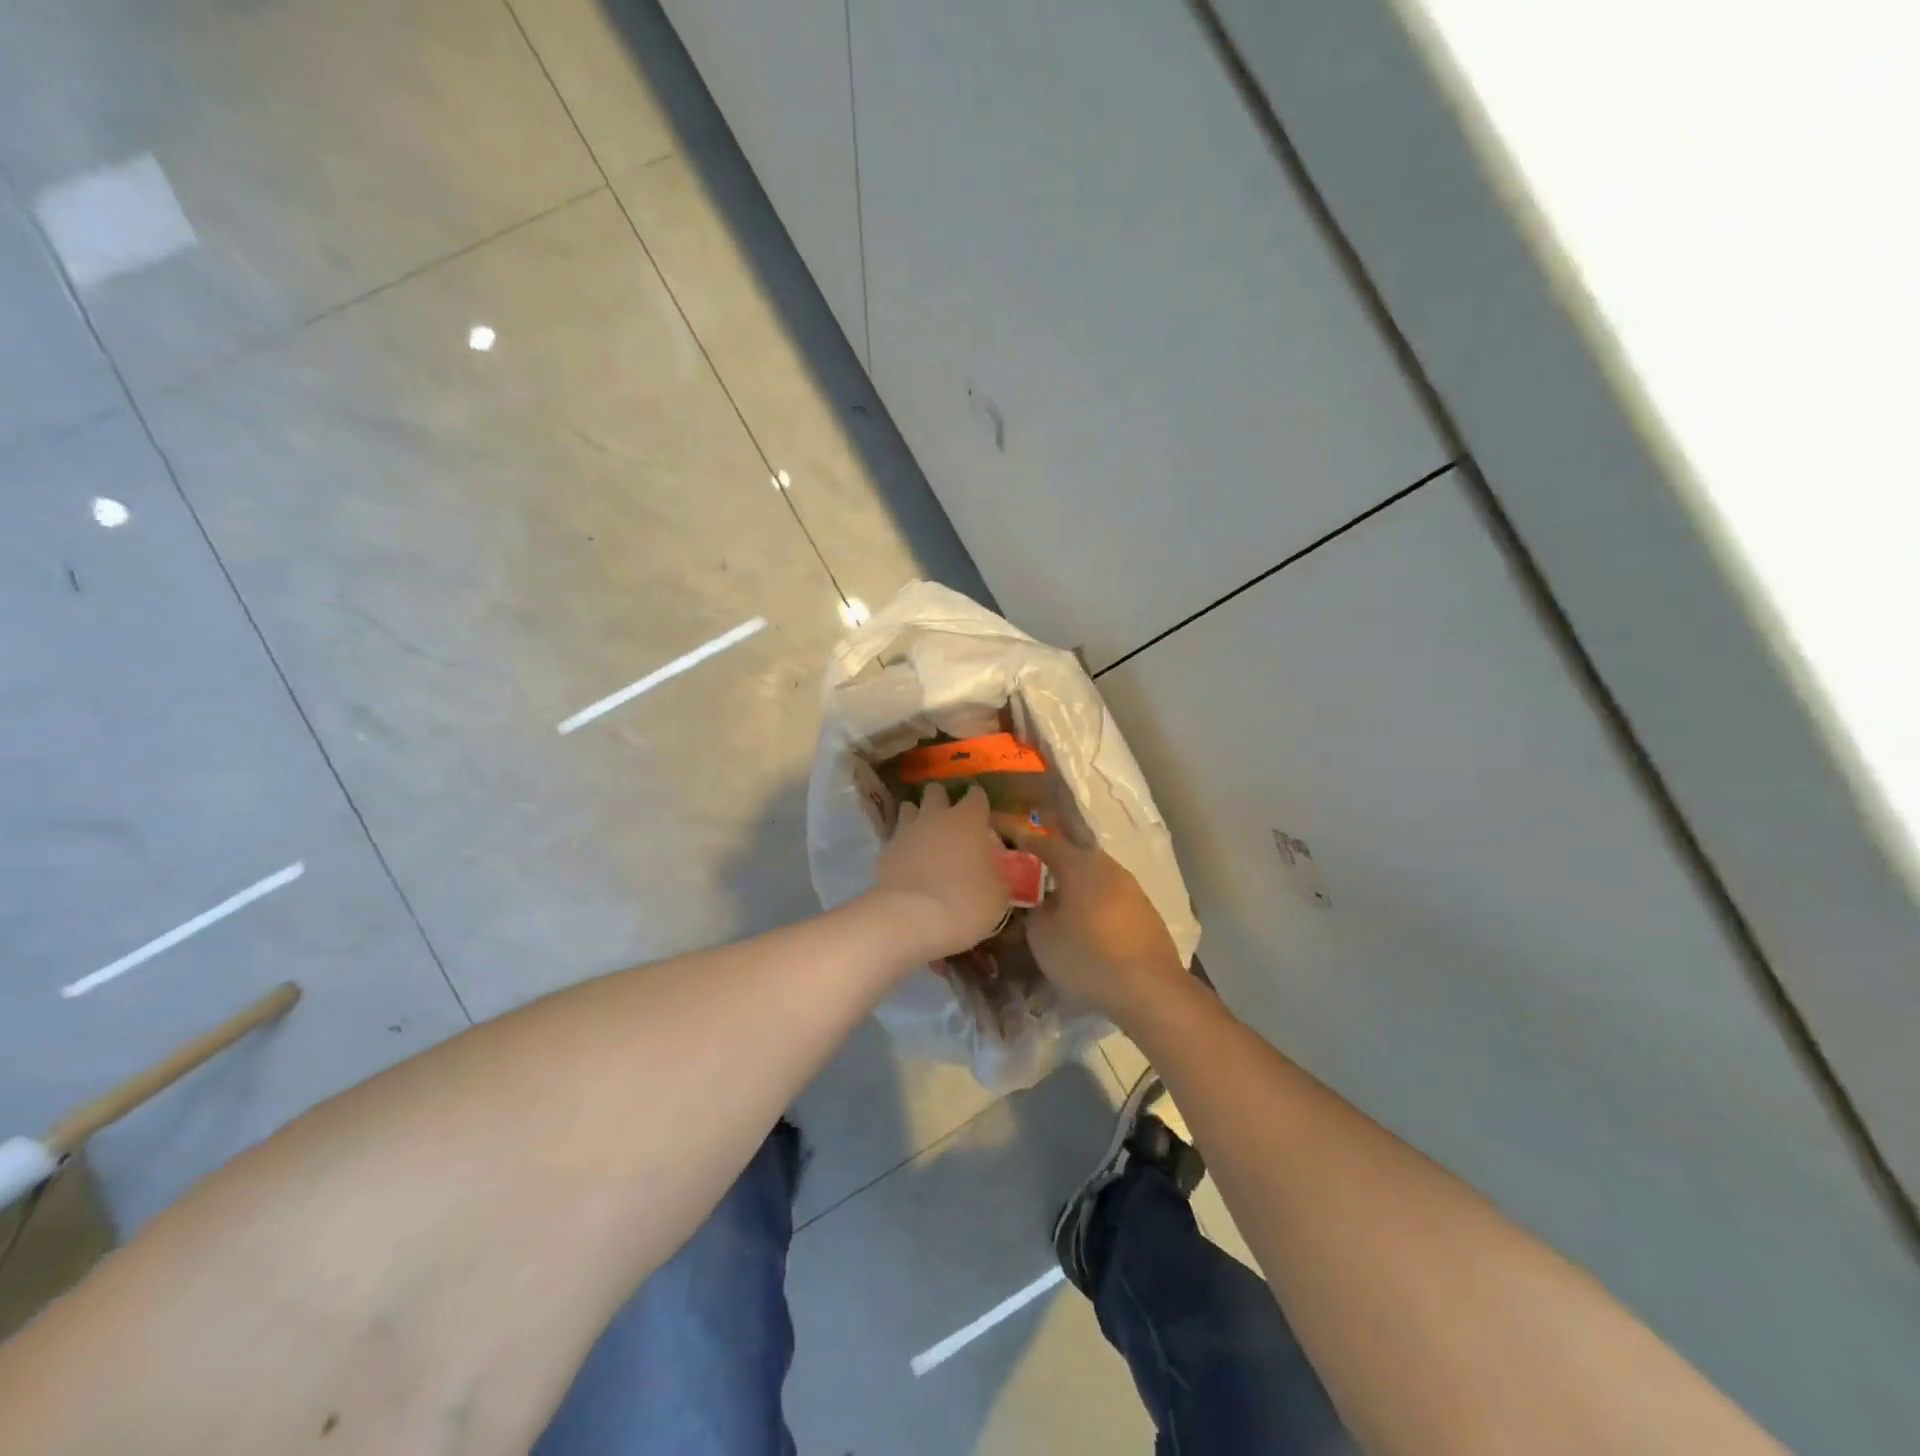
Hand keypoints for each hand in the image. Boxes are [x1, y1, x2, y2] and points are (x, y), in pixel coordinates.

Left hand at [871, 784, 1010, 962]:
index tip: (982, 814)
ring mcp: (906, 830)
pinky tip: (905, 861)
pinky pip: (894, 838)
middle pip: (936, 791)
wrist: (913, 917)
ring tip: (923, 835)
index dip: (979, 802)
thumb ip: (997, 876)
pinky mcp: (885, 850)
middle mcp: (936, 816)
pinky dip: (901, 845)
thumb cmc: (967, 902)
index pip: (976, 795)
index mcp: (969, 819)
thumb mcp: (999, 894)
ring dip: (916, 816)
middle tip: (948, 820)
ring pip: (908, 808)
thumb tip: (995, 875)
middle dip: (941, 800)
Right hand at [1014, 828, 1187, 1024]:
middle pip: (1074, 853)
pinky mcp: (1145, 910)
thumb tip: (1039, 901)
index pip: (1043, 842)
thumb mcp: (1042, 936)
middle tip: (1031, 867)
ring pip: (1095, 875)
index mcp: (1078, 864)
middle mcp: (1107, 866)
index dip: (1021, 838)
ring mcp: (1131, 887)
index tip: (1003, 834)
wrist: (1150, 989)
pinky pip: (1110, 895)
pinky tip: (1087, 921)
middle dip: (1052, 859)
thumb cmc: (1087, 956)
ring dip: (1075, 882)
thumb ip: (1034, 910)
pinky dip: (1094, 900)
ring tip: (1057, 897)